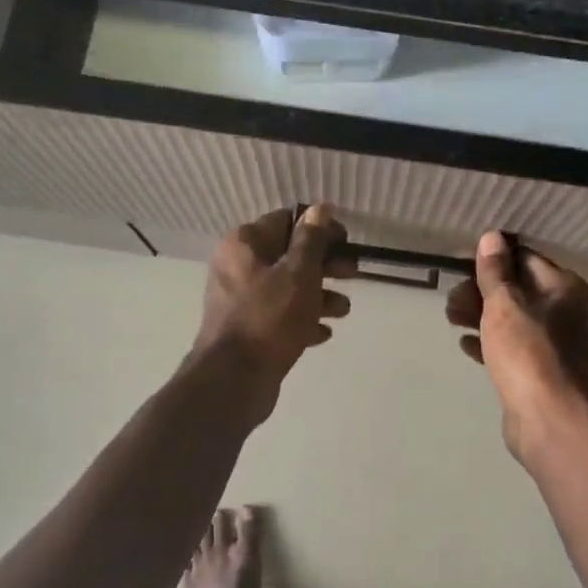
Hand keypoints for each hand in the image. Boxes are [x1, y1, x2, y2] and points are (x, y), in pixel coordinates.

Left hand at [193, 206, 353, 418]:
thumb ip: (311, 240)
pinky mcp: (248, 329)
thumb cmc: (269, 317)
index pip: (286, 221)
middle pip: (289, 255)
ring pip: (287, 288)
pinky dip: (302, 320)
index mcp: (245, 245)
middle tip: (353, 274)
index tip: (346, 242)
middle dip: (324, 264)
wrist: (234, 380)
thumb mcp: (299, 273)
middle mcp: (238, 266)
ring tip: (343, 311)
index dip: (319, 229)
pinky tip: (322, 334)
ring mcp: (240, 300)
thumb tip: (320, 208)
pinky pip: (280, 316)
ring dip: (318, 295)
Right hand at [446, 231, 587, 460]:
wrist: (548, 419)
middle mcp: (564, 311)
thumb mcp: (505, 304)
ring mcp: (552, 343)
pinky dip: (488, 342)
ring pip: (511, 319)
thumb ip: (495, 271)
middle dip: (480, 291)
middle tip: (451, 300)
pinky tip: (464, 344)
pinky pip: (510, 347)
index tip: (461, 264)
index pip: (525, 259)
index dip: (492, 260)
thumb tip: (492, 236)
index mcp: (563, 288)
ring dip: (479, 315)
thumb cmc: (528, 353)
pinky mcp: (538, 370)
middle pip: (516, 289)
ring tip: (450, 318)